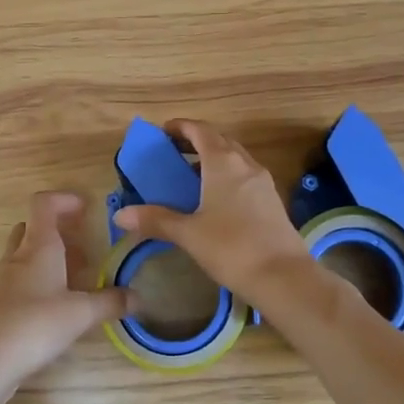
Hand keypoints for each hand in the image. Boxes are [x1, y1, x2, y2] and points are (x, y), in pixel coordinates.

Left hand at [0, 191, 132, 385]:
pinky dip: (36, 281)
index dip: (64, 199)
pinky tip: (53, 306)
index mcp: (38, 246)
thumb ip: (111, 302)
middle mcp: (17, 256)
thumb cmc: (36, 325)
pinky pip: (17, 279)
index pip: (44, 204)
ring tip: (74, 280)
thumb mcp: (82, 313)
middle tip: (82, 248)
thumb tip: (138, 297)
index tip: (86, 209)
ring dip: (47, 258)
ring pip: (24, 254)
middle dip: (57, 231)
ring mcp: (2, 279)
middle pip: (32, 227)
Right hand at [111, 119, 314, 300]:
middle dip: (196, 141)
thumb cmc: (231, 247)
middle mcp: (245, 164)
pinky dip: (227, 175)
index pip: (201, 130)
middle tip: (173, 153)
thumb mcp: (188, 233)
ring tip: (191, 176)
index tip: (163, 132)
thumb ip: (155, 220)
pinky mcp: (272, 200)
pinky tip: (216, 199)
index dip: (181, 127)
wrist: (283, 276)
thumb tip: (120, 215)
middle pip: (219, 140)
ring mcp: (263, 181)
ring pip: (235, 158)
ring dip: (213, 158)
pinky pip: (245, 176)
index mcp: (223, 162)